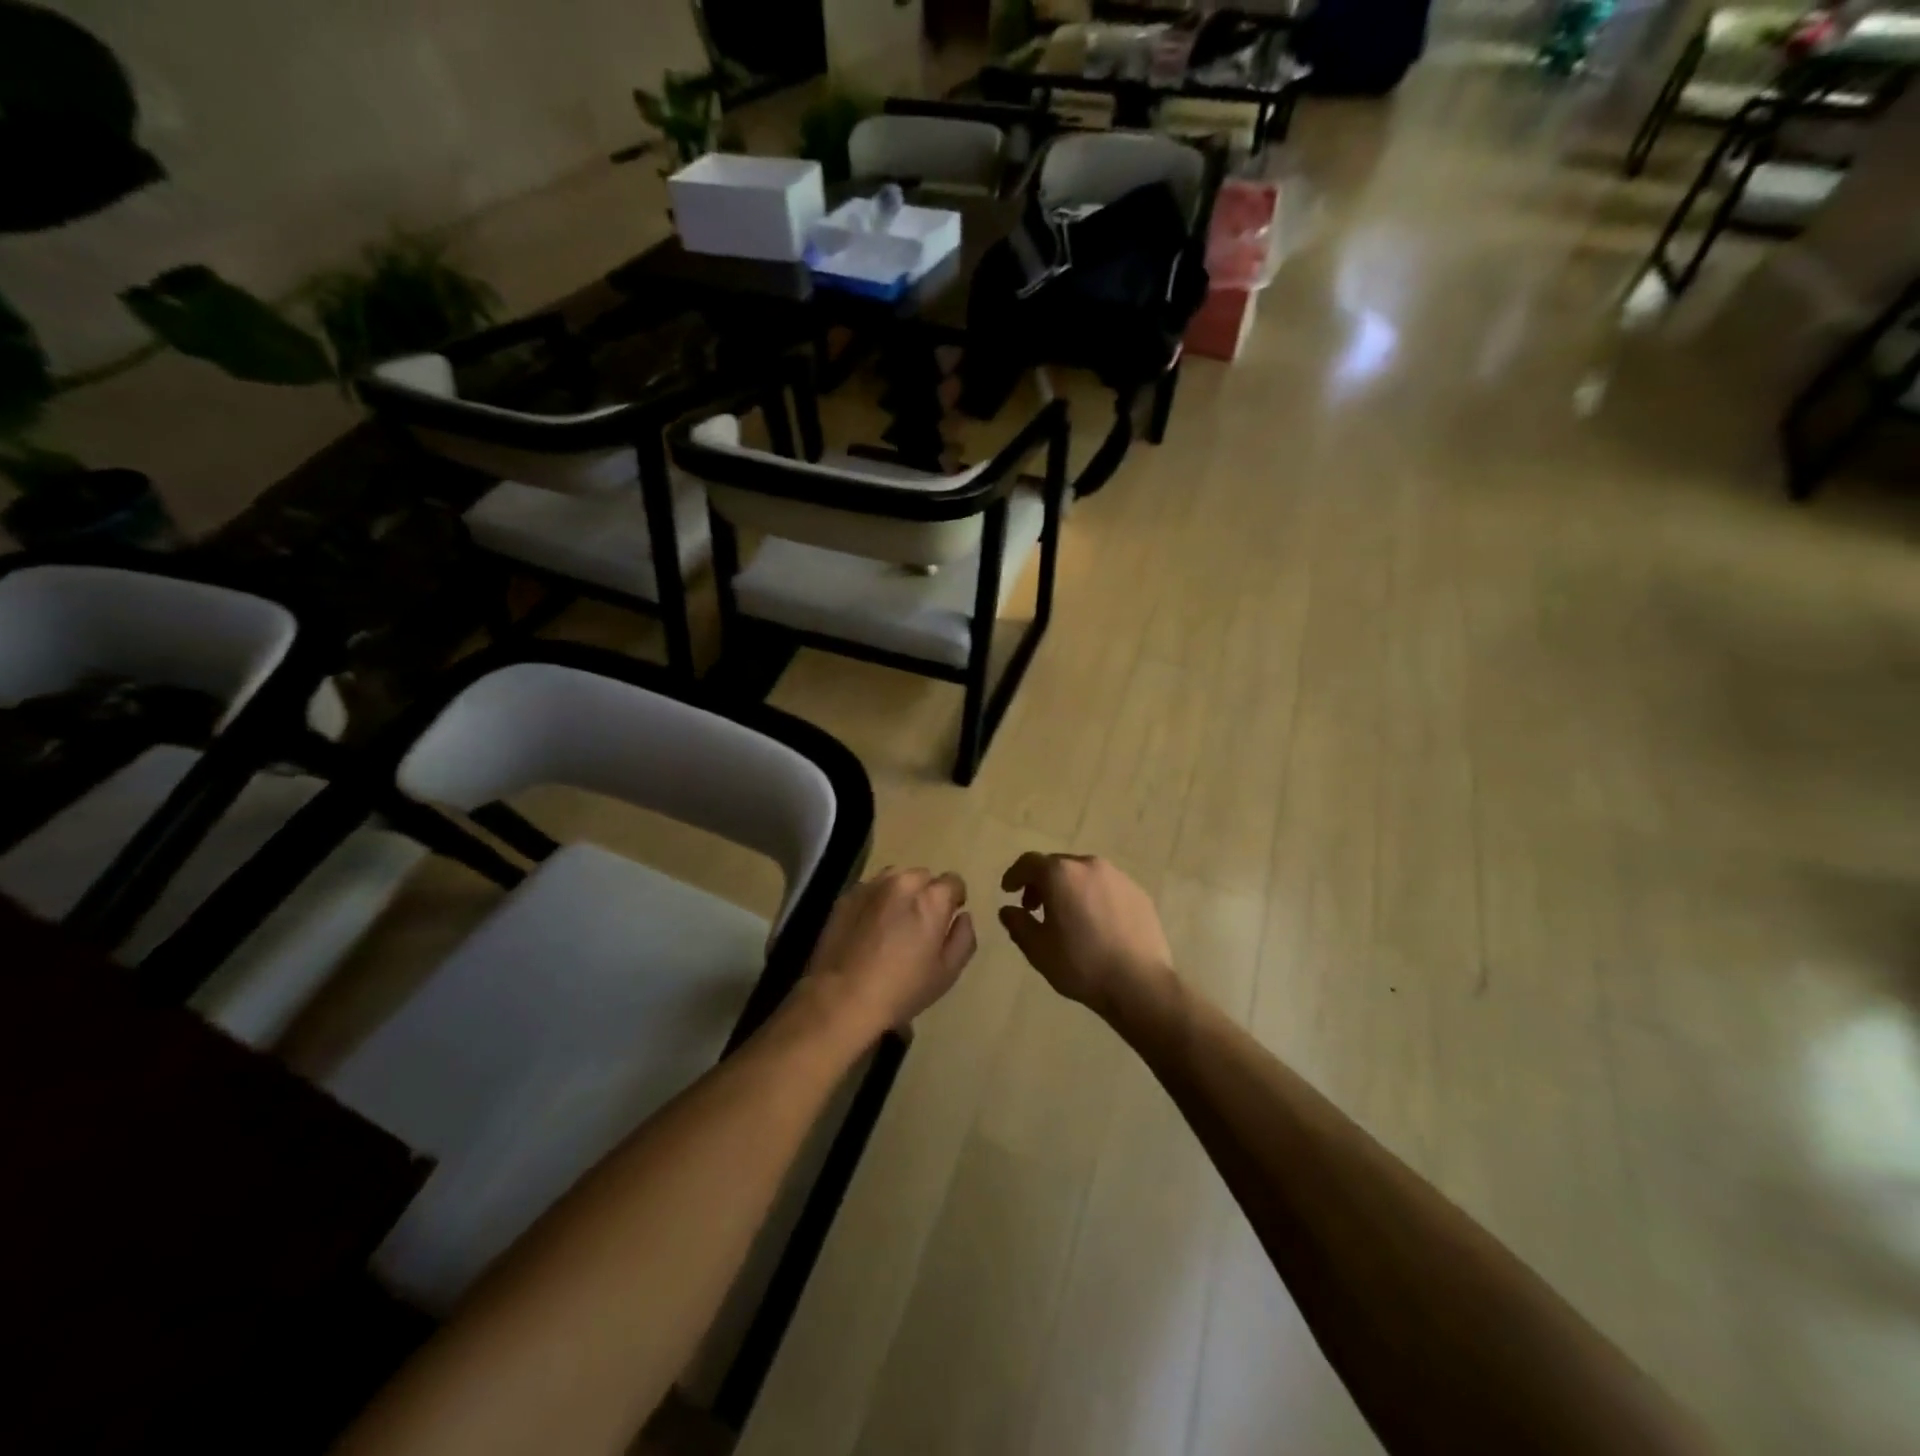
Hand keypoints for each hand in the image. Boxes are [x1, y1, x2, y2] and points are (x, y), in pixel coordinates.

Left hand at [804, 867, 976, 1038]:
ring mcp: (871, 886)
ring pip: (895, 878)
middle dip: (926, 895)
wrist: (841, 998)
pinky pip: (870, 890)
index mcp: (931, 899)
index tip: (946, 919)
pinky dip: (875, 901)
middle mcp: (902, 883)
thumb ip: (963, 938)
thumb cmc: (901, 989)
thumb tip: (963, 916)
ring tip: (893, 922)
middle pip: (923, 877)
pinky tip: (868, 928)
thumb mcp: (947, 973)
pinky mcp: (847, 896)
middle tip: (918, 924)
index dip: (954, 899)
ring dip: (900, 893)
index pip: (953, 881)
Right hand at [999, 853, 1174, 1017]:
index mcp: (1061, 874)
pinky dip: (1093, 897)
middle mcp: (1089, 865)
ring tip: (1066, 916)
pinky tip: (1095, 924)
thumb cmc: (1081, 964)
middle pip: (1058, 865)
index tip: (1008, 891)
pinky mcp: (1139, 893)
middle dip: (1041, 882)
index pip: (1029, 862)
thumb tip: (1008, 909)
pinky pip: (1107, 887)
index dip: (1015, 875)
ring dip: (1068, 888)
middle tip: (1034, 907)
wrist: (1140, 984)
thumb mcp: (1038, 949)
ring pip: (1084, 874)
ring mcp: (1118, 877)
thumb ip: (1017, 923)